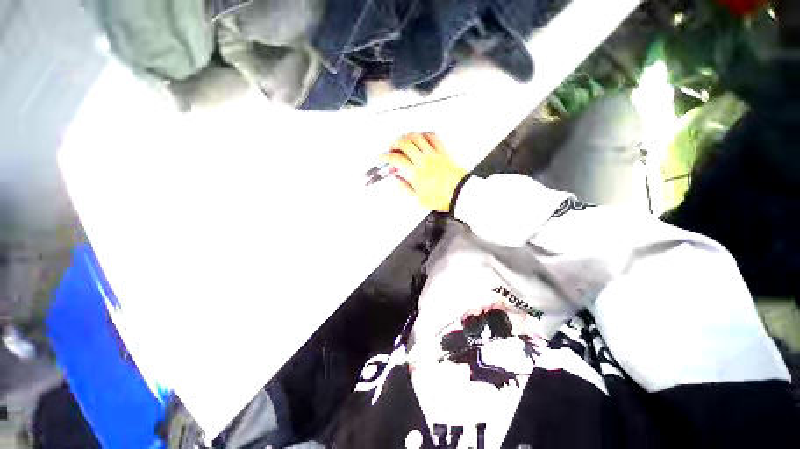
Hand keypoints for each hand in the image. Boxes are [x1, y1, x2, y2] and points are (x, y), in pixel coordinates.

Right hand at [380, 132, 466, 212]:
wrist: (459, 193)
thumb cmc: (441, 198)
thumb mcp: (418, 200)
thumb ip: (405, 189)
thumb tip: (397, 182)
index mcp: (415, 174)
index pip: (396, 160)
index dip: (385, 157)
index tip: (382, 158)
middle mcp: (423, 161)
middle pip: (404, 144)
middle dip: (394, 143)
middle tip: (391, 147)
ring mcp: (433, 155)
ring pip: (417, 137)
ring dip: (407, 136)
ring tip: (404, 139)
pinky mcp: (443, 152)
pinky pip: (433, 137)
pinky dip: (424, 134)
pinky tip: (421, 136)